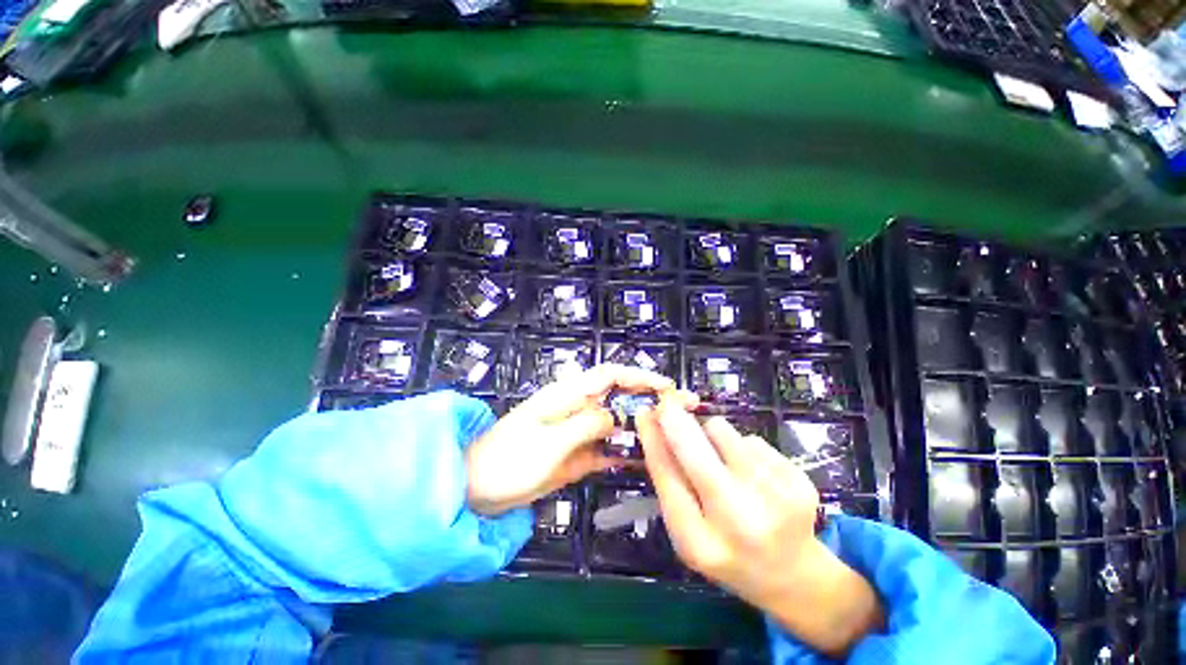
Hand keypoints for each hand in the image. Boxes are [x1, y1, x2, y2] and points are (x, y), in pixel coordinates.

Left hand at [465, 364, 676, 516]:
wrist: (477, 489)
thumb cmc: (509, 459)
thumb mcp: (550, 440)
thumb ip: (586, 424)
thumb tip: (614, 417)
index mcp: (568, 395)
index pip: (609, 375)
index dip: (638, 376)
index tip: (665, 387)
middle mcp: (577, 408)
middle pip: (617, 397)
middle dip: (648, 400)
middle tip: (680, 411)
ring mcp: (578, 433)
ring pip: (616, 424)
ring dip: (640, 428)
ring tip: (672, 437)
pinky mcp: (577, 454)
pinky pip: (606, 449)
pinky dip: (624, 452)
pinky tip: (645, 461)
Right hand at [636, 398, 882, 657]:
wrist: (793, 575)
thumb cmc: (727, 551)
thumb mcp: (689, 530)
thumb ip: (671, 482)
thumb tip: (654, 426)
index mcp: (701, 543)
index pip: (667, 478)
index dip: (652, 440)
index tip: (644, 413)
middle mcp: (740, 524)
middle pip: (696, 453)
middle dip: (676, 422)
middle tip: (668, 403)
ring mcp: (776, 502)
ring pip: (722, 432)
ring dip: (710, 434)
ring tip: (721, 460)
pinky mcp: (800, 483)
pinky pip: (750, 439)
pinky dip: (742, 447)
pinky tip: (753, 474)